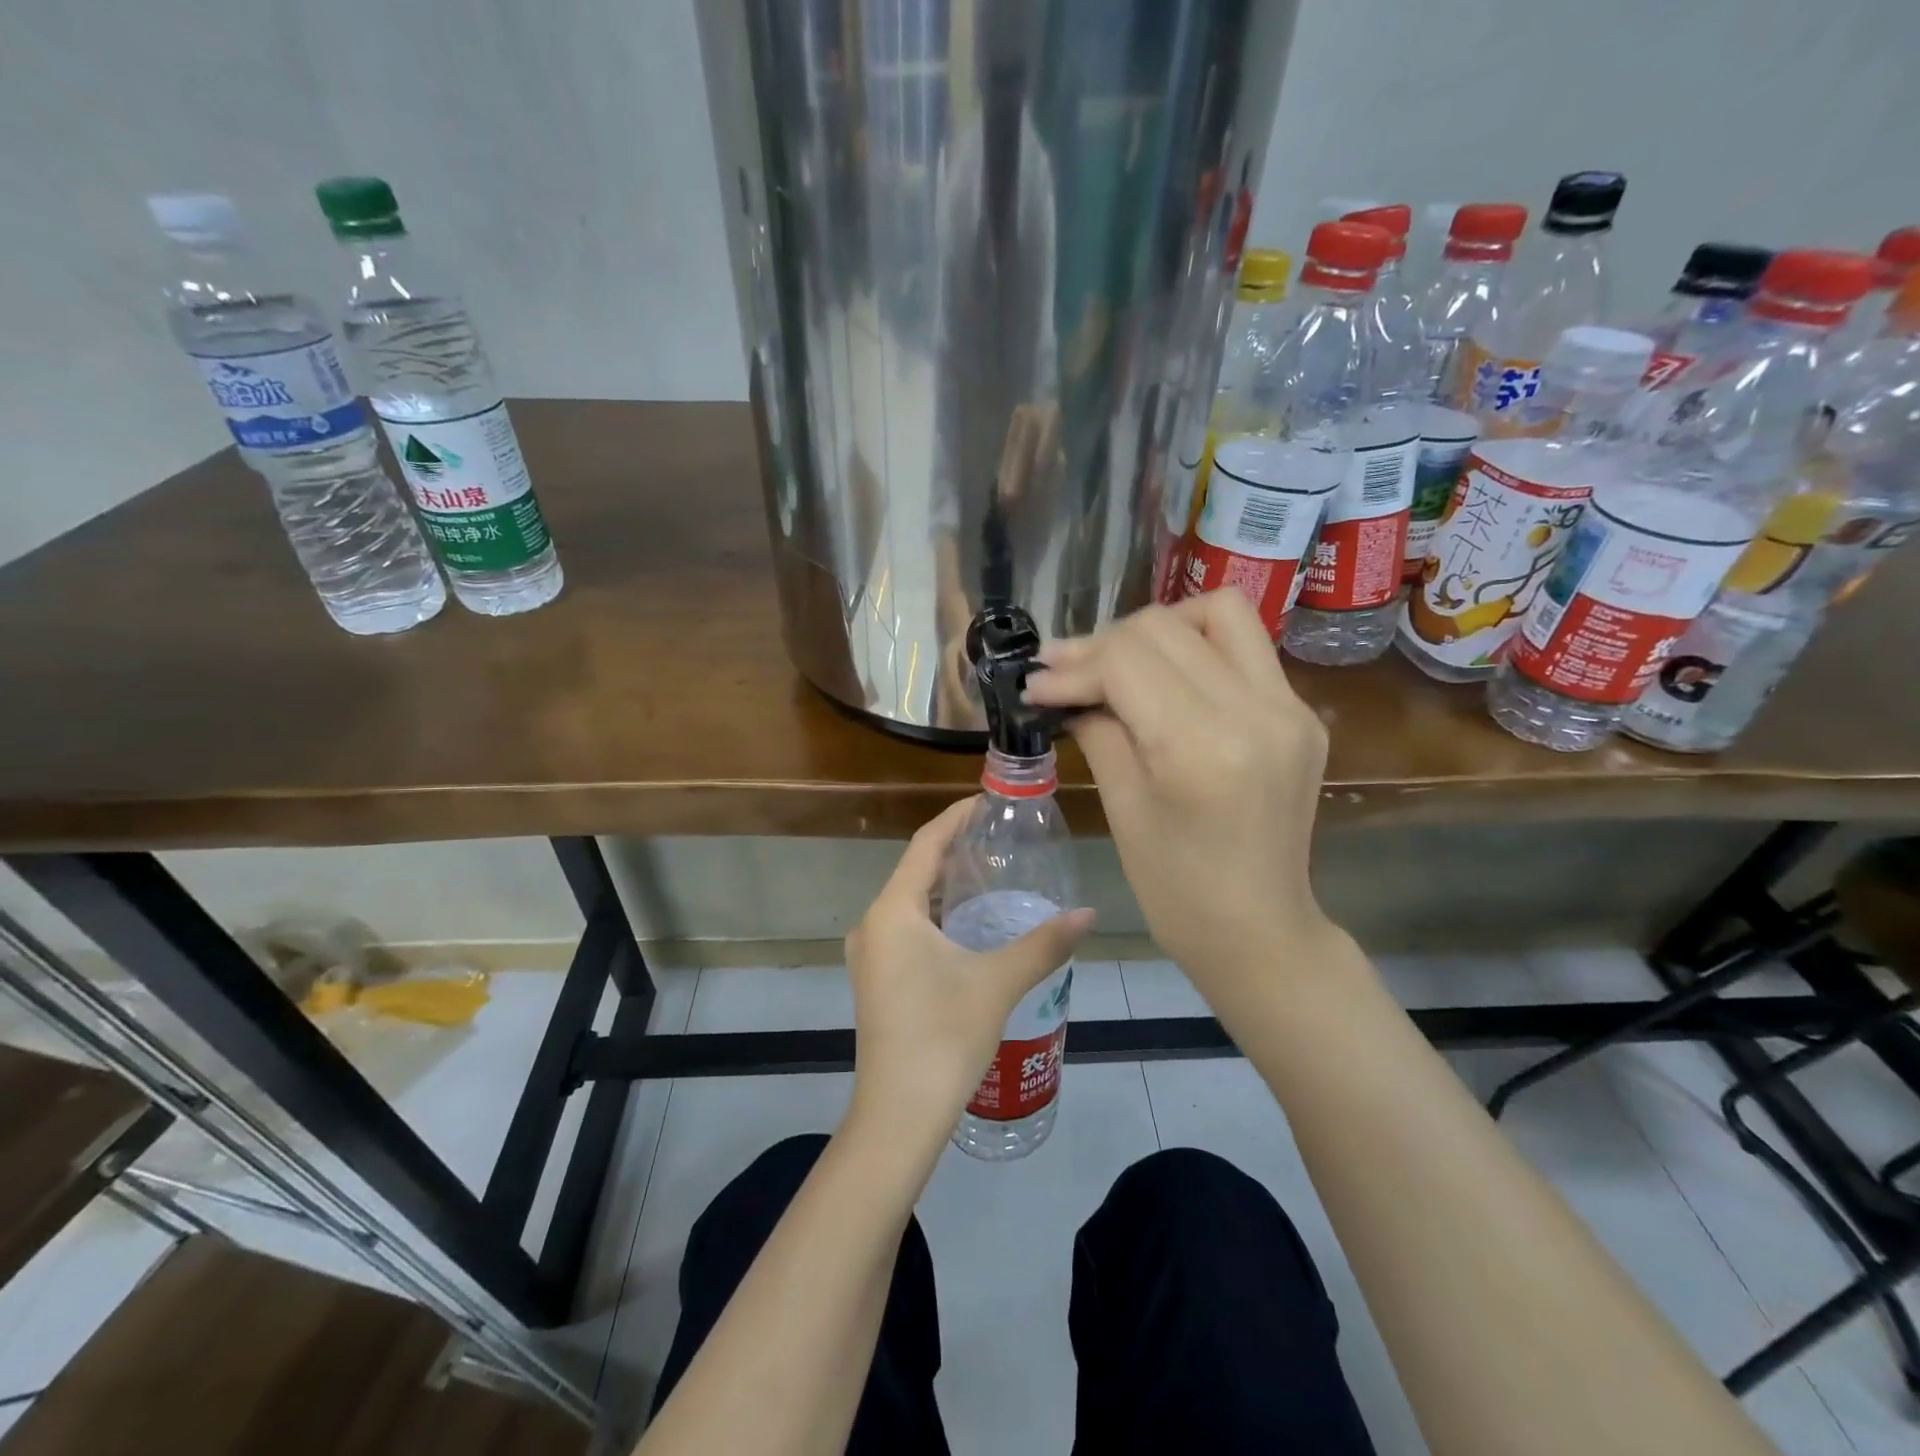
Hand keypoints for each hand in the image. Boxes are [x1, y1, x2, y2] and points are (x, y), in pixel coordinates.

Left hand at [844, 799, 1093, 1151]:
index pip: (925, 845)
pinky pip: (905, 928)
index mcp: (893, 912)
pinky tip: (967, 925)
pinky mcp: (876, 979)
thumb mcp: (998, 982)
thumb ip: (1044, 943)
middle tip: (999, 837)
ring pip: (909, 902)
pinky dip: (935, 915)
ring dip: (945, 885)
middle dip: (954, 850)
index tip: (987, 802)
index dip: (955, 818)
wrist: (898, 1114)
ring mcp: (869, 954)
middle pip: (915, 870)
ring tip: (989, 874)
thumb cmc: (944, 1037)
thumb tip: (1089, 913)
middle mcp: (872, 924)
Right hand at [1024, 591, 1335, 995]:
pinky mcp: (1302, 713)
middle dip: (1102, 643)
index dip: (1073, 665)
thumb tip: (1064, 685)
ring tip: (1119, 662)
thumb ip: (1098, 730)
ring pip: (1218, 612)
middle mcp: (1257, 711)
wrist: (1260, 931)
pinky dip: (1196, 647)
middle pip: (1165, 627)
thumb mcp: (1124, 808)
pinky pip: (1245, 647)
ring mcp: (1290, 708)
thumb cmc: (1176, 889)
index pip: (1126, 661)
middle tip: (1064, 673)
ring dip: (1158, 628)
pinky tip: (1165, 680)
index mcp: (1203, 747)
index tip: (1036, 683)